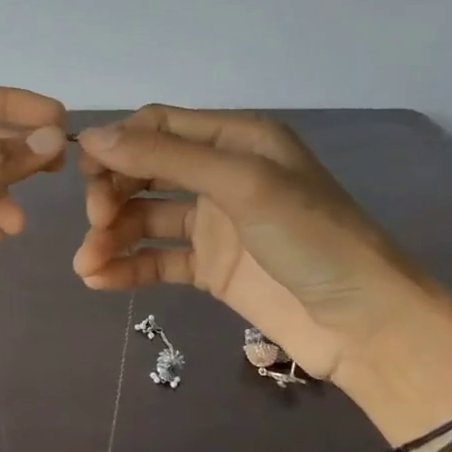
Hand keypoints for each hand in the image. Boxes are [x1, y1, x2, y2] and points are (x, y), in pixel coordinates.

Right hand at [72, 106, 451, 451]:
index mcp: (236, 139)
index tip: (86, 174)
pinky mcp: (209, 268)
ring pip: (143, 218)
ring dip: (110, 237)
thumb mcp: (241, 184)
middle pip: (143, 171)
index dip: (118, 144)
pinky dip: (126, 268)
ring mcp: (213, 224)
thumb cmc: (312, 239)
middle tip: (96, 223)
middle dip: (111, 194)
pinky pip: (156, 259)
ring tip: (87, 264)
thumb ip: (166, 158)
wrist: (366, 325)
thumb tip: (91, 136)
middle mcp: (220, 175)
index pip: (159, 126)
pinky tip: (98, 281)